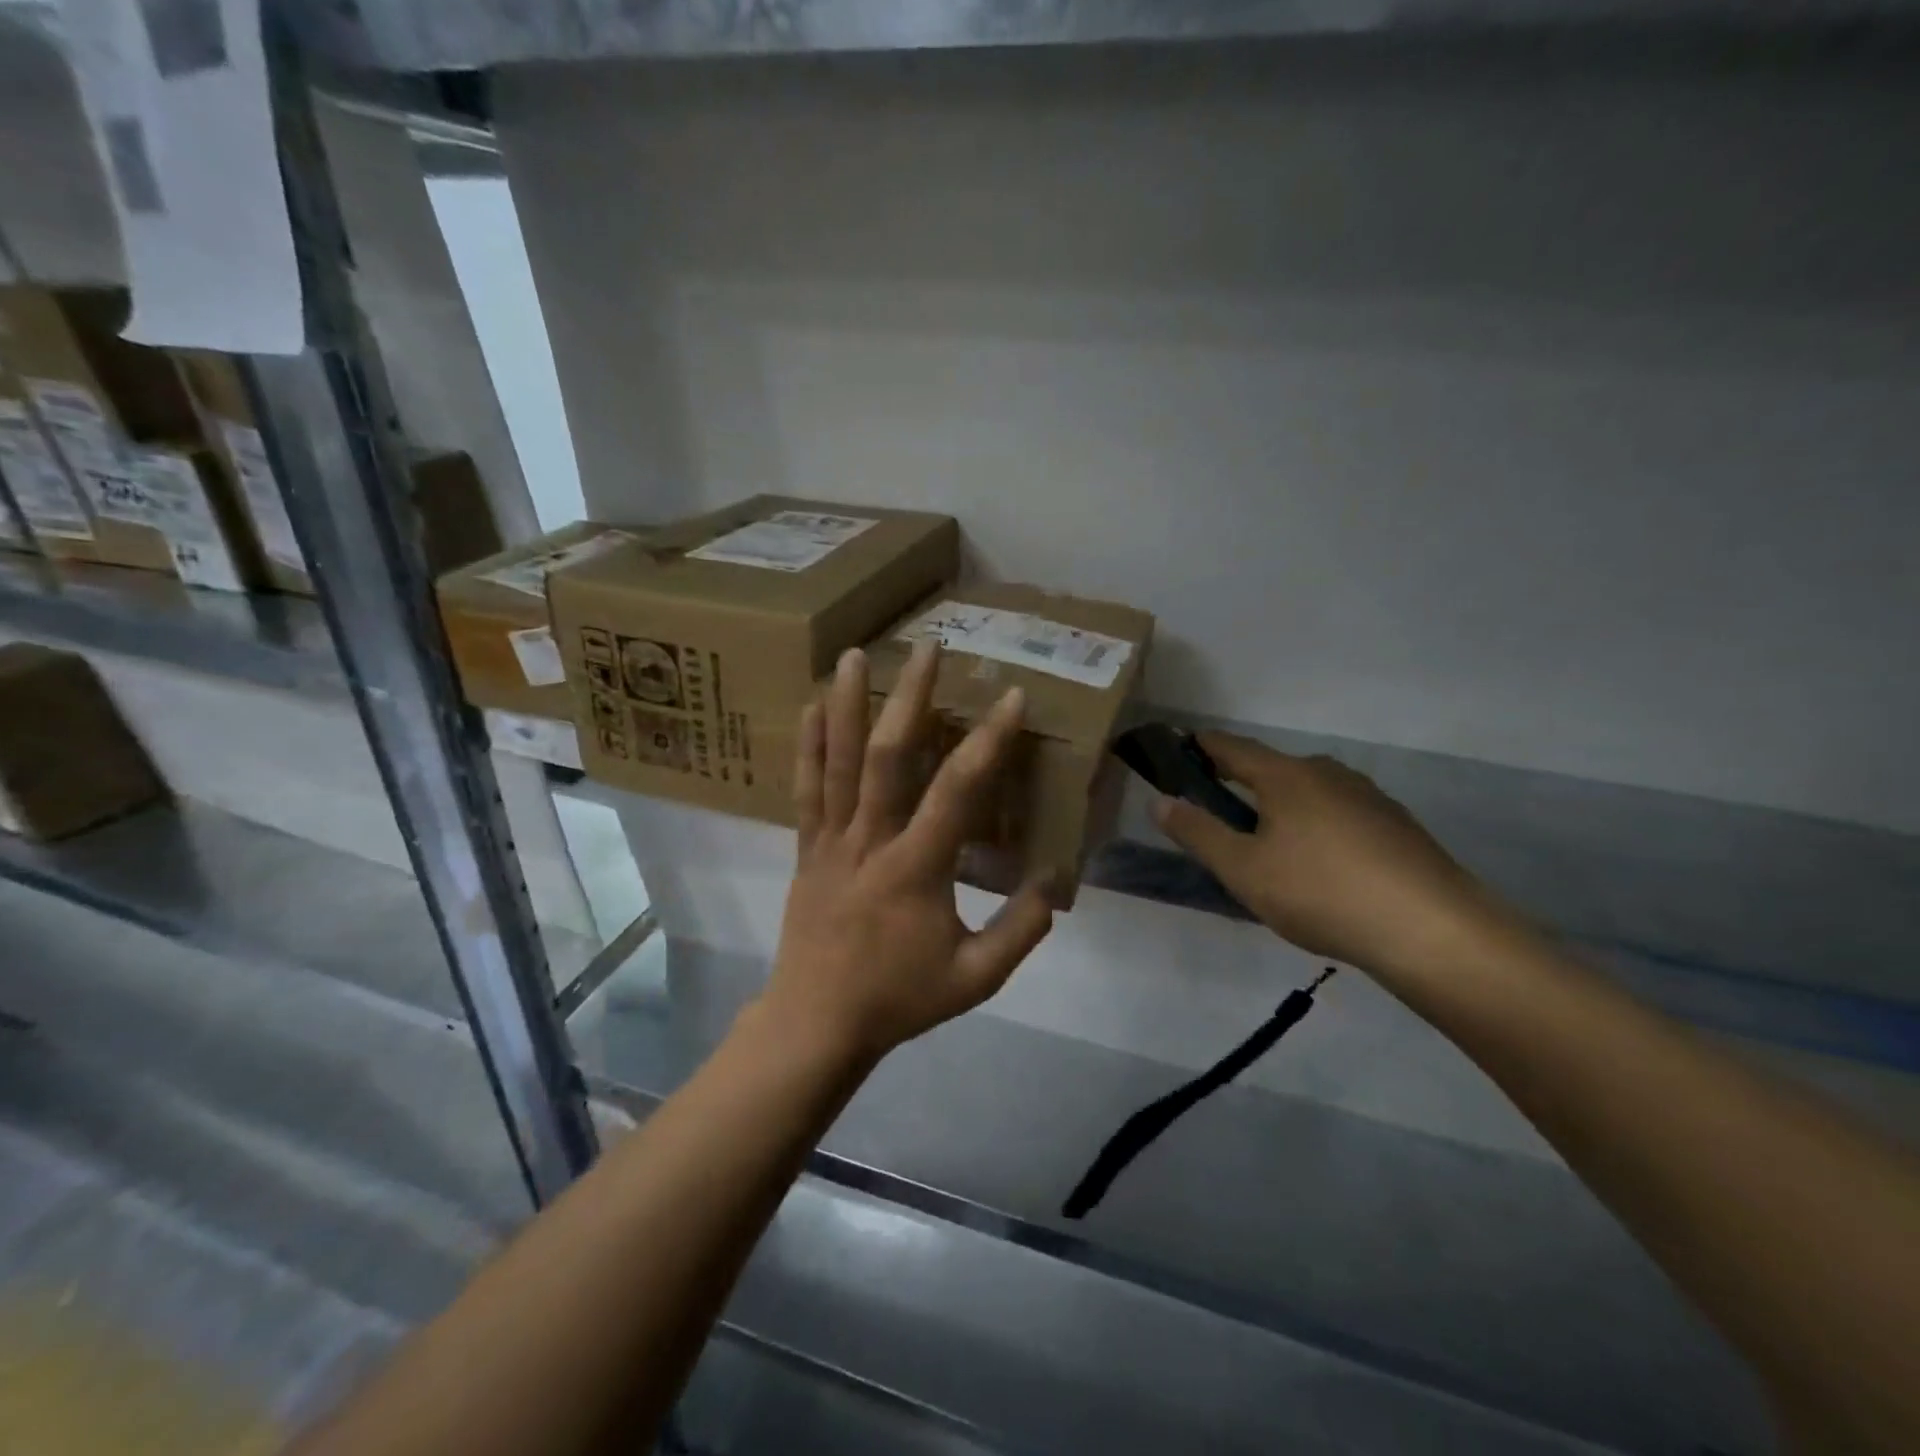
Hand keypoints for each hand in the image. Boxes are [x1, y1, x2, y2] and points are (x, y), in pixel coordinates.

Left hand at [757, 641, 1056, 1062]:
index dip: (987, 741)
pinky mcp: (807, 848)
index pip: (958, 791)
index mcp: (917, 867)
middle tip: (926, 648)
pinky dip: (807, 746)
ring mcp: (832, 840)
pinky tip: (810, 707)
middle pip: (888, 756)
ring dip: (847, 704)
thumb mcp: (976, 978)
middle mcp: (871, 840)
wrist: (817, 1022)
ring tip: (855, 654)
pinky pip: (805, 790)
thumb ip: (1022, 930)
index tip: (1009, 697)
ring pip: (838, 762)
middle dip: (910, 697)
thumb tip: (1054, 880)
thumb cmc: (898, 998)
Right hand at [1154, 734, 1508, 979]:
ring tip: (1268, 848)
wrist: (1432, 930)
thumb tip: (1159, 801)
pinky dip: (1316, 828)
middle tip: (1217, 815)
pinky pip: (1339, 815)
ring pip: (1308, 793)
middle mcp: (1328, 773)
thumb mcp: (1243, 869)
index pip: (1232, 747)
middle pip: (1272, 769)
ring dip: (1281, 809)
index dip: (1201, 746)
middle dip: (1241, 784)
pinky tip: (1319, 867)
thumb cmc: (1321, 892)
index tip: (1178, 748)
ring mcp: (1368, 797)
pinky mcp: (1396, 825)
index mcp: (1286, 775)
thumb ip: (1198, 832)